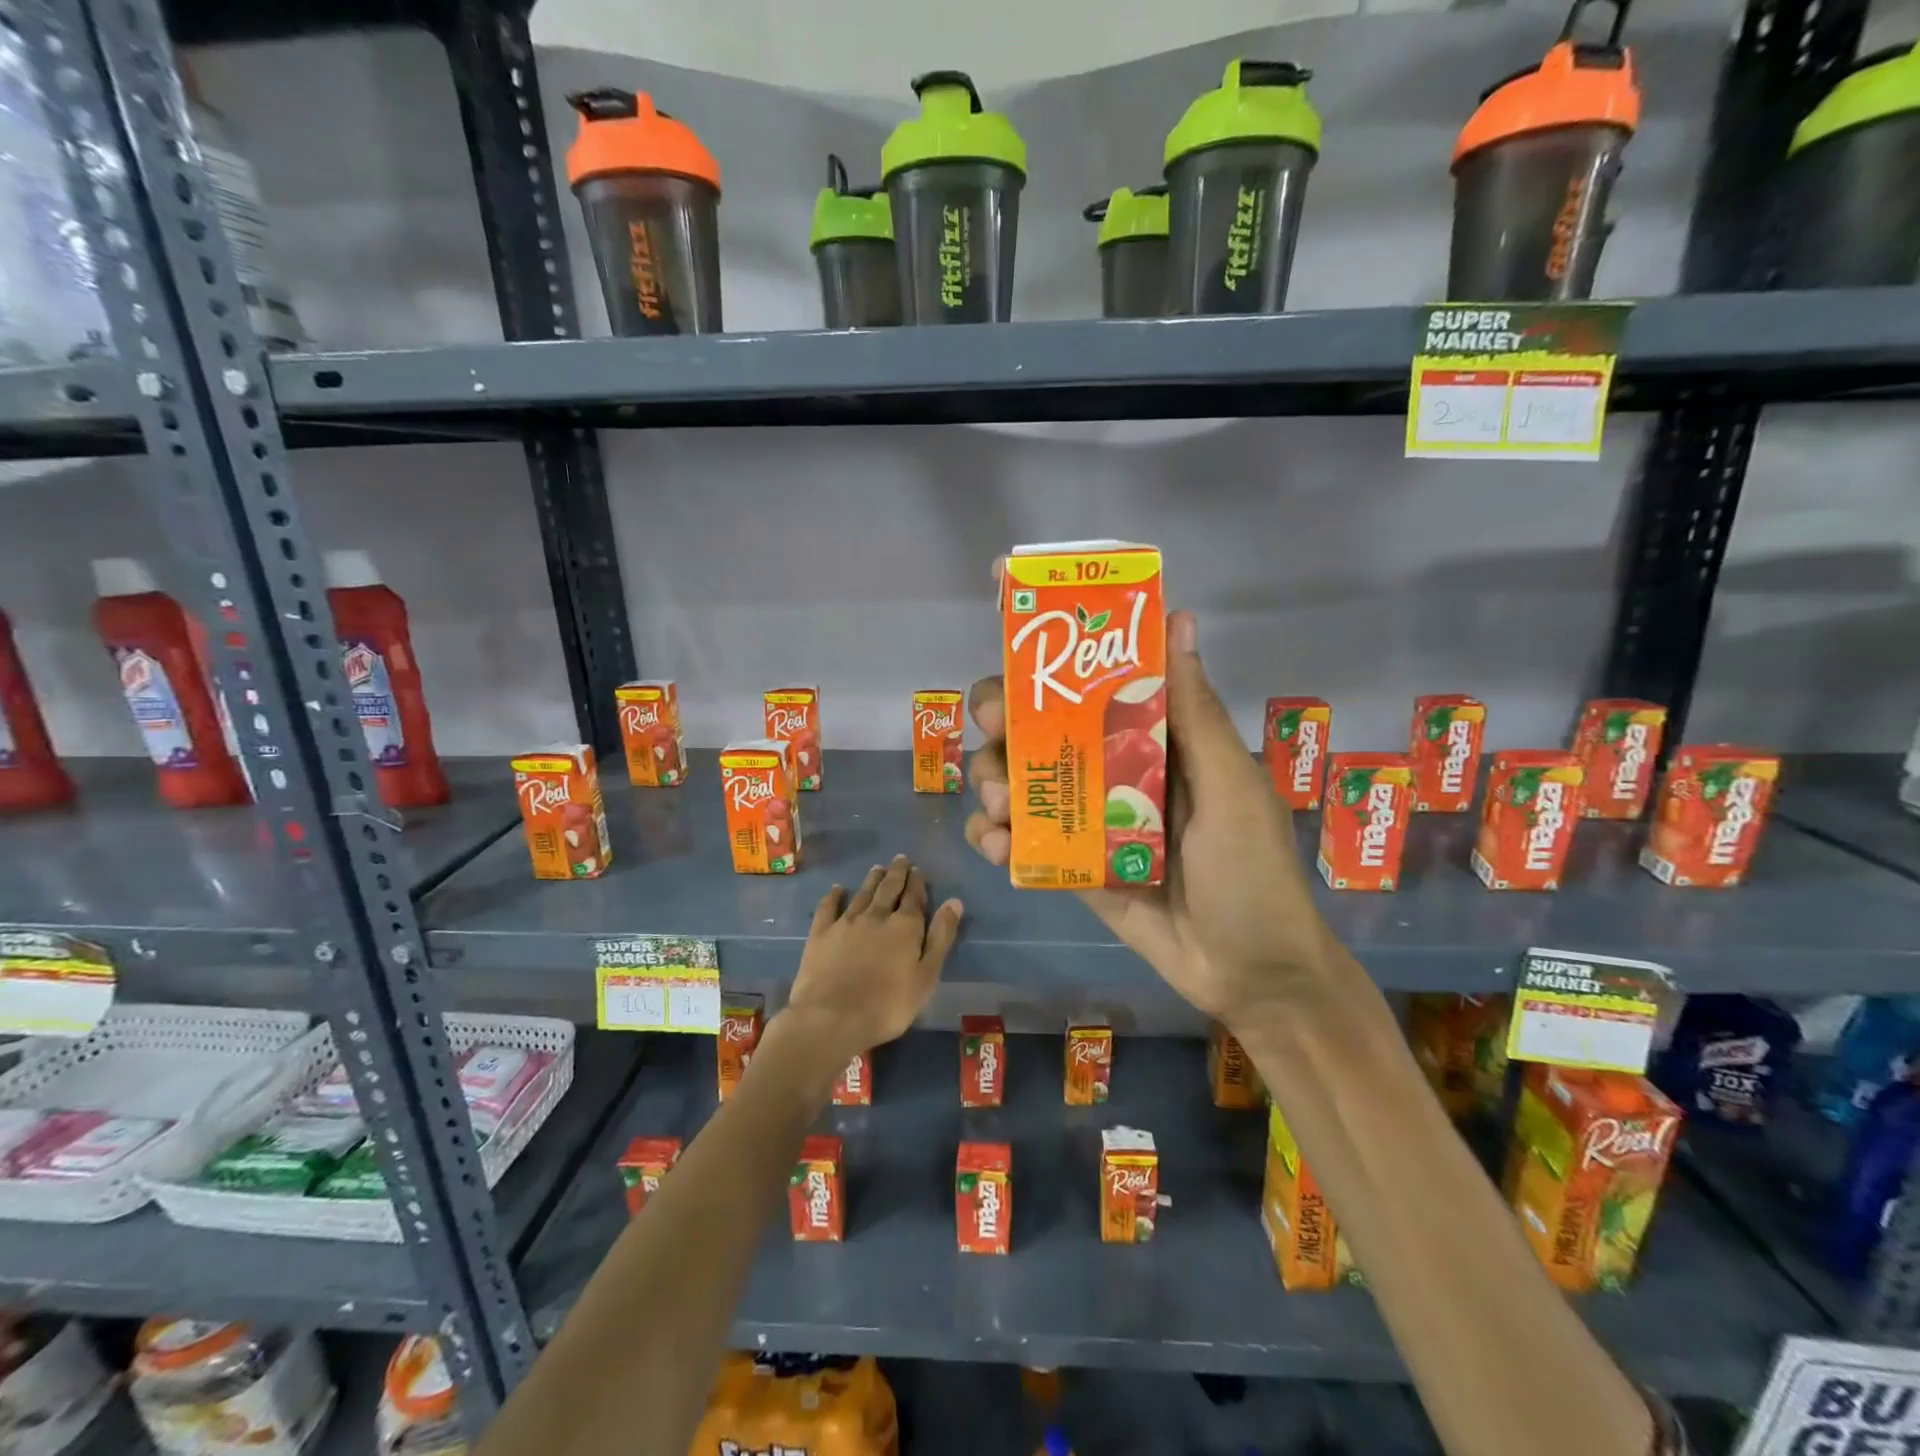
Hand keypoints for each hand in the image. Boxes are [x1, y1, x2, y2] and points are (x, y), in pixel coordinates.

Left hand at [785, 855, 964, 1055]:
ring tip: (877, 868)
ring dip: (872, 879)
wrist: (832, 1017)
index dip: (917, 883)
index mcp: (905, 926)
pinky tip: (837, 889)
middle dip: (896, 873)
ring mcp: (846, 922)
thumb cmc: (887, 1005)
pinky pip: (828, 907)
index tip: (918, 870)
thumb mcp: (926, 977)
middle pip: (888, 889)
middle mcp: (876, 916)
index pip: (914, 897)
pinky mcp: (821, 934)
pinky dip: (834, 896)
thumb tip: (954, 902)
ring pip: (862, 893)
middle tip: (900, 859)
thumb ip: (941, 938)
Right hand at [966, 611, 1332, 1027]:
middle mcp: (1113, 770)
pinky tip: (997, 847)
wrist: (1249, 973)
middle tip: (995, 731)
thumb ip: (1195, 711)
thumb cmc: (1250, 871)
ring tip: (998, 809)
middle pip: (1039, 730)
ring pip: (1018, 782)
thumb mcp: (1231, 785)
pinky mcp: (1070, 865)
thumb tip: (1180, 618)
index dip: (1049, 668)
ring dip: (990, 781)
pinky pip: (1020, 840)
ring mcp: (1087, 820)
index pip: (1092, 686)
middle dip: (1004, 725)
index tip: (1017, 662)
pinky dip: (995, 837)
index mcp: (1153, 740)